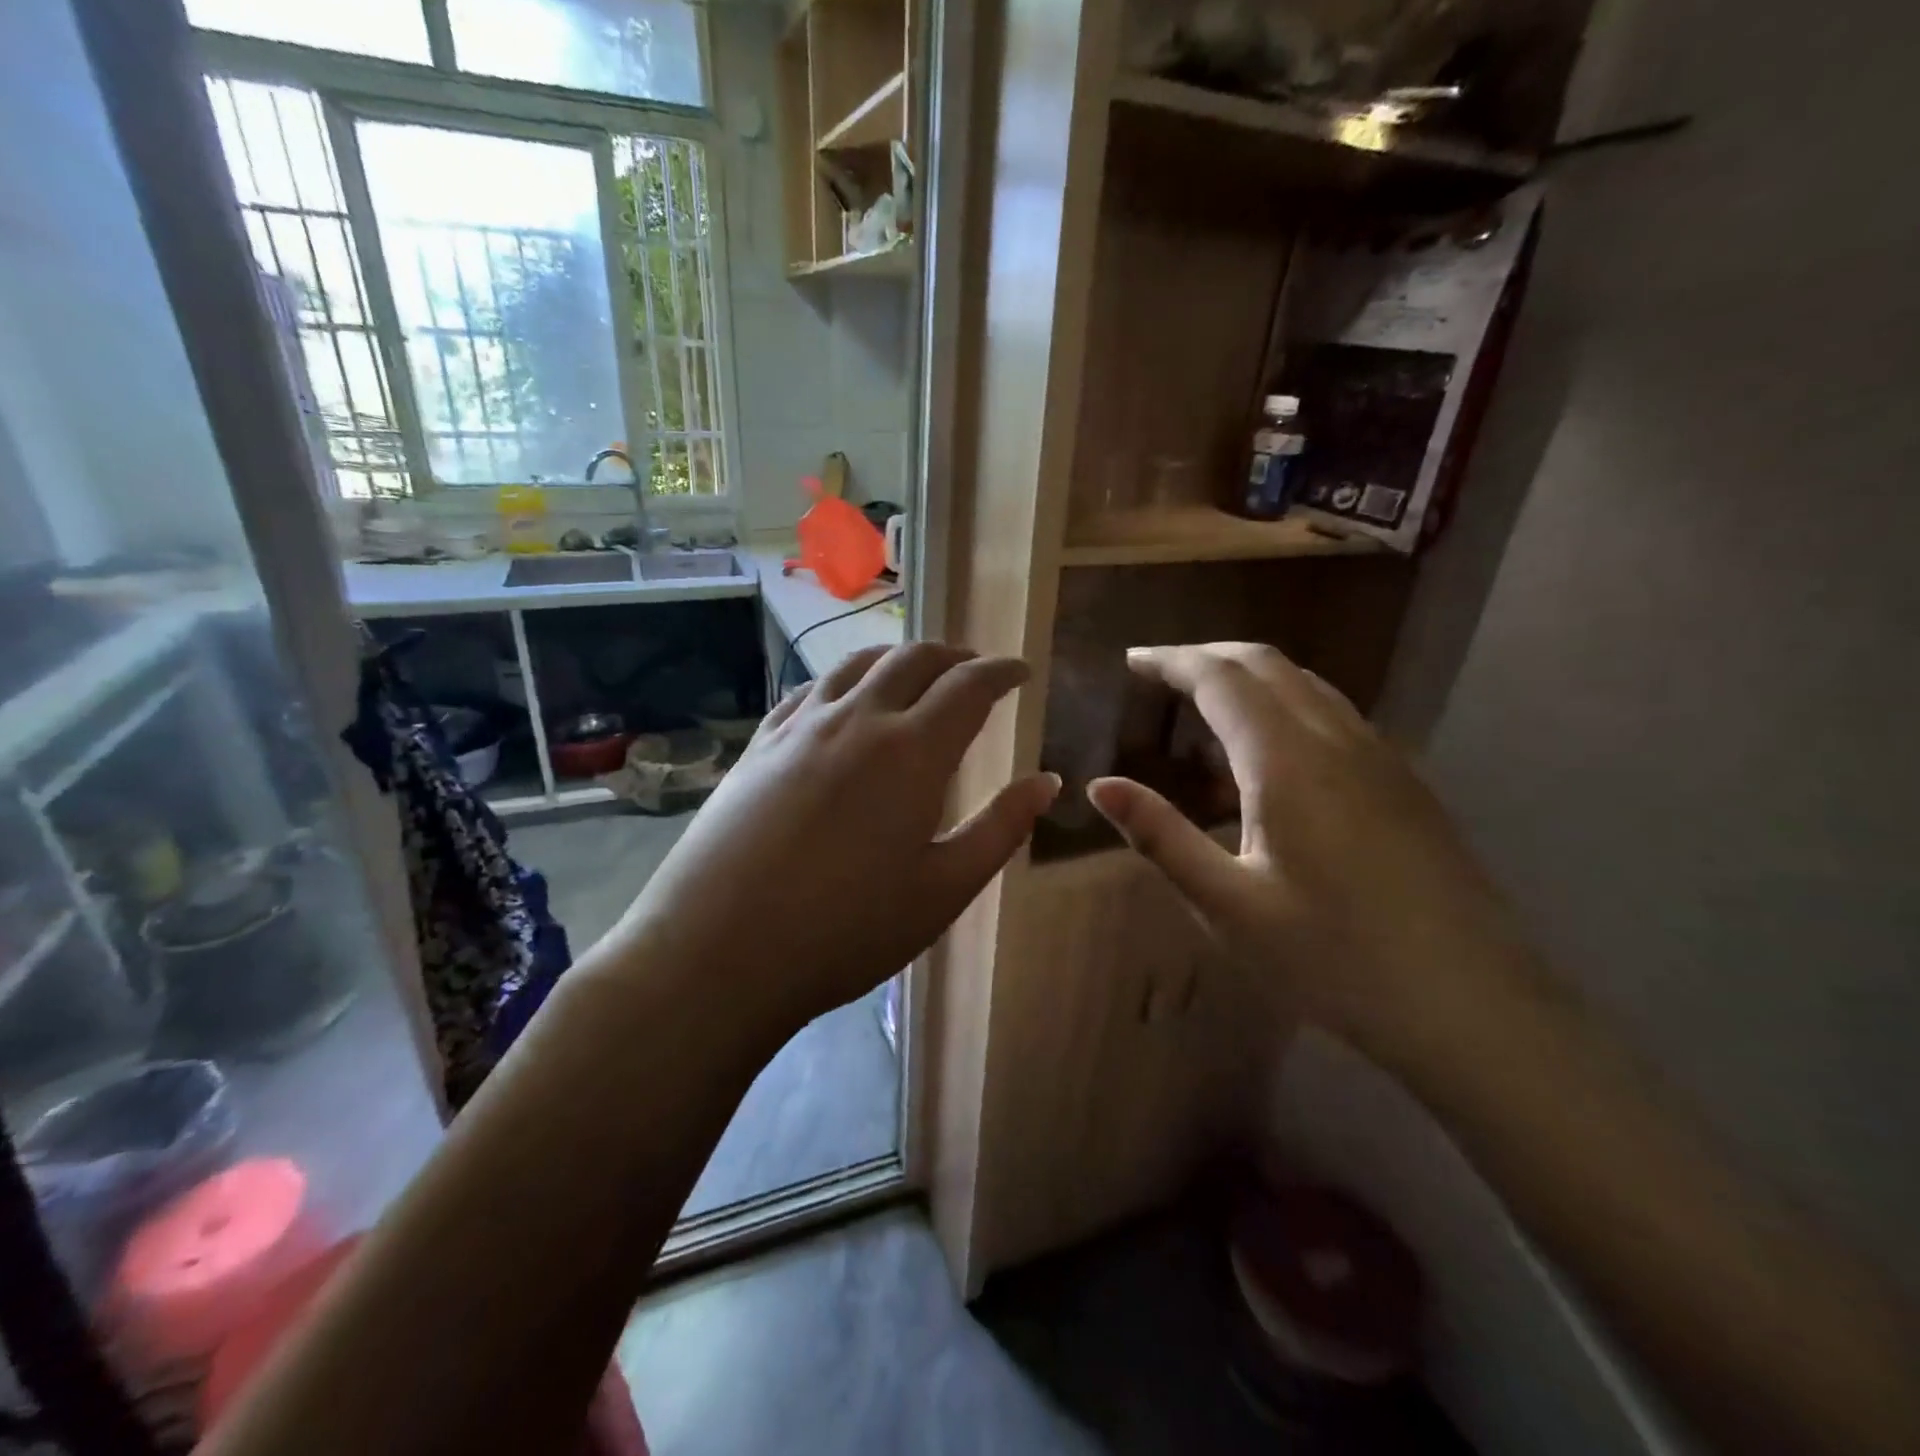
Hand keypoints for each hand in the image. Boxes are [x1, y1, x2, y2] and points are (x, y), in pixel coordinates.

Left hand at [610, 642, 1058, 1033]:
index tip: (1021, 671)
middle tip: (975, 670)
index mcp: (912, 751)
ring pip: (858, 664)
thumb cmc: (846, 930)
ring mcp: (801, 726)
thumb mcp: (943, 890)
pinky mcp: (760, 744)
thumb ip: (1000, 829)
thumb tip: (1046, 782)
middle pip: (914, 660)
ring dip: (898, 659)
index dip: (1002, 671)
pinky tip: (844, 699)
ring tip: (916, 674)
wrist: (716, 951)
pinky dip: (844, 679)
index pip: (969, 686)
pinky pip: (811, 689)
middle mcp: (858, 719)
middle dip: (954, 656)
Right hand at [1087, 642, 1529, 1049]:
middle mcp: (1336, 739)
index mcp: (1287, 760)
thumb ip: (1160, 837)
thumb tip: (1100, 786)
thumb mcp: (1227, 904)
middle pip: (1266, 664)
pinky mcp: (1404, 781)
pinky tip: (1271, 753)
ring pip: (1305, 684)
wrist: (1471, 1006)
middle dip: (1207, 656)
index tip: (1131, 661)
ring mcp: (1380, 756)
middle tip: (1158, 674)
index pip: (1220, 678)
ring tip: (1205, 705)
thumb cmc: (1332, 959)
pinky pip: (1334, 713)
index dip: (1171, 662)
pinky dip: (1286, 704)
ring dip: (1250, 676)